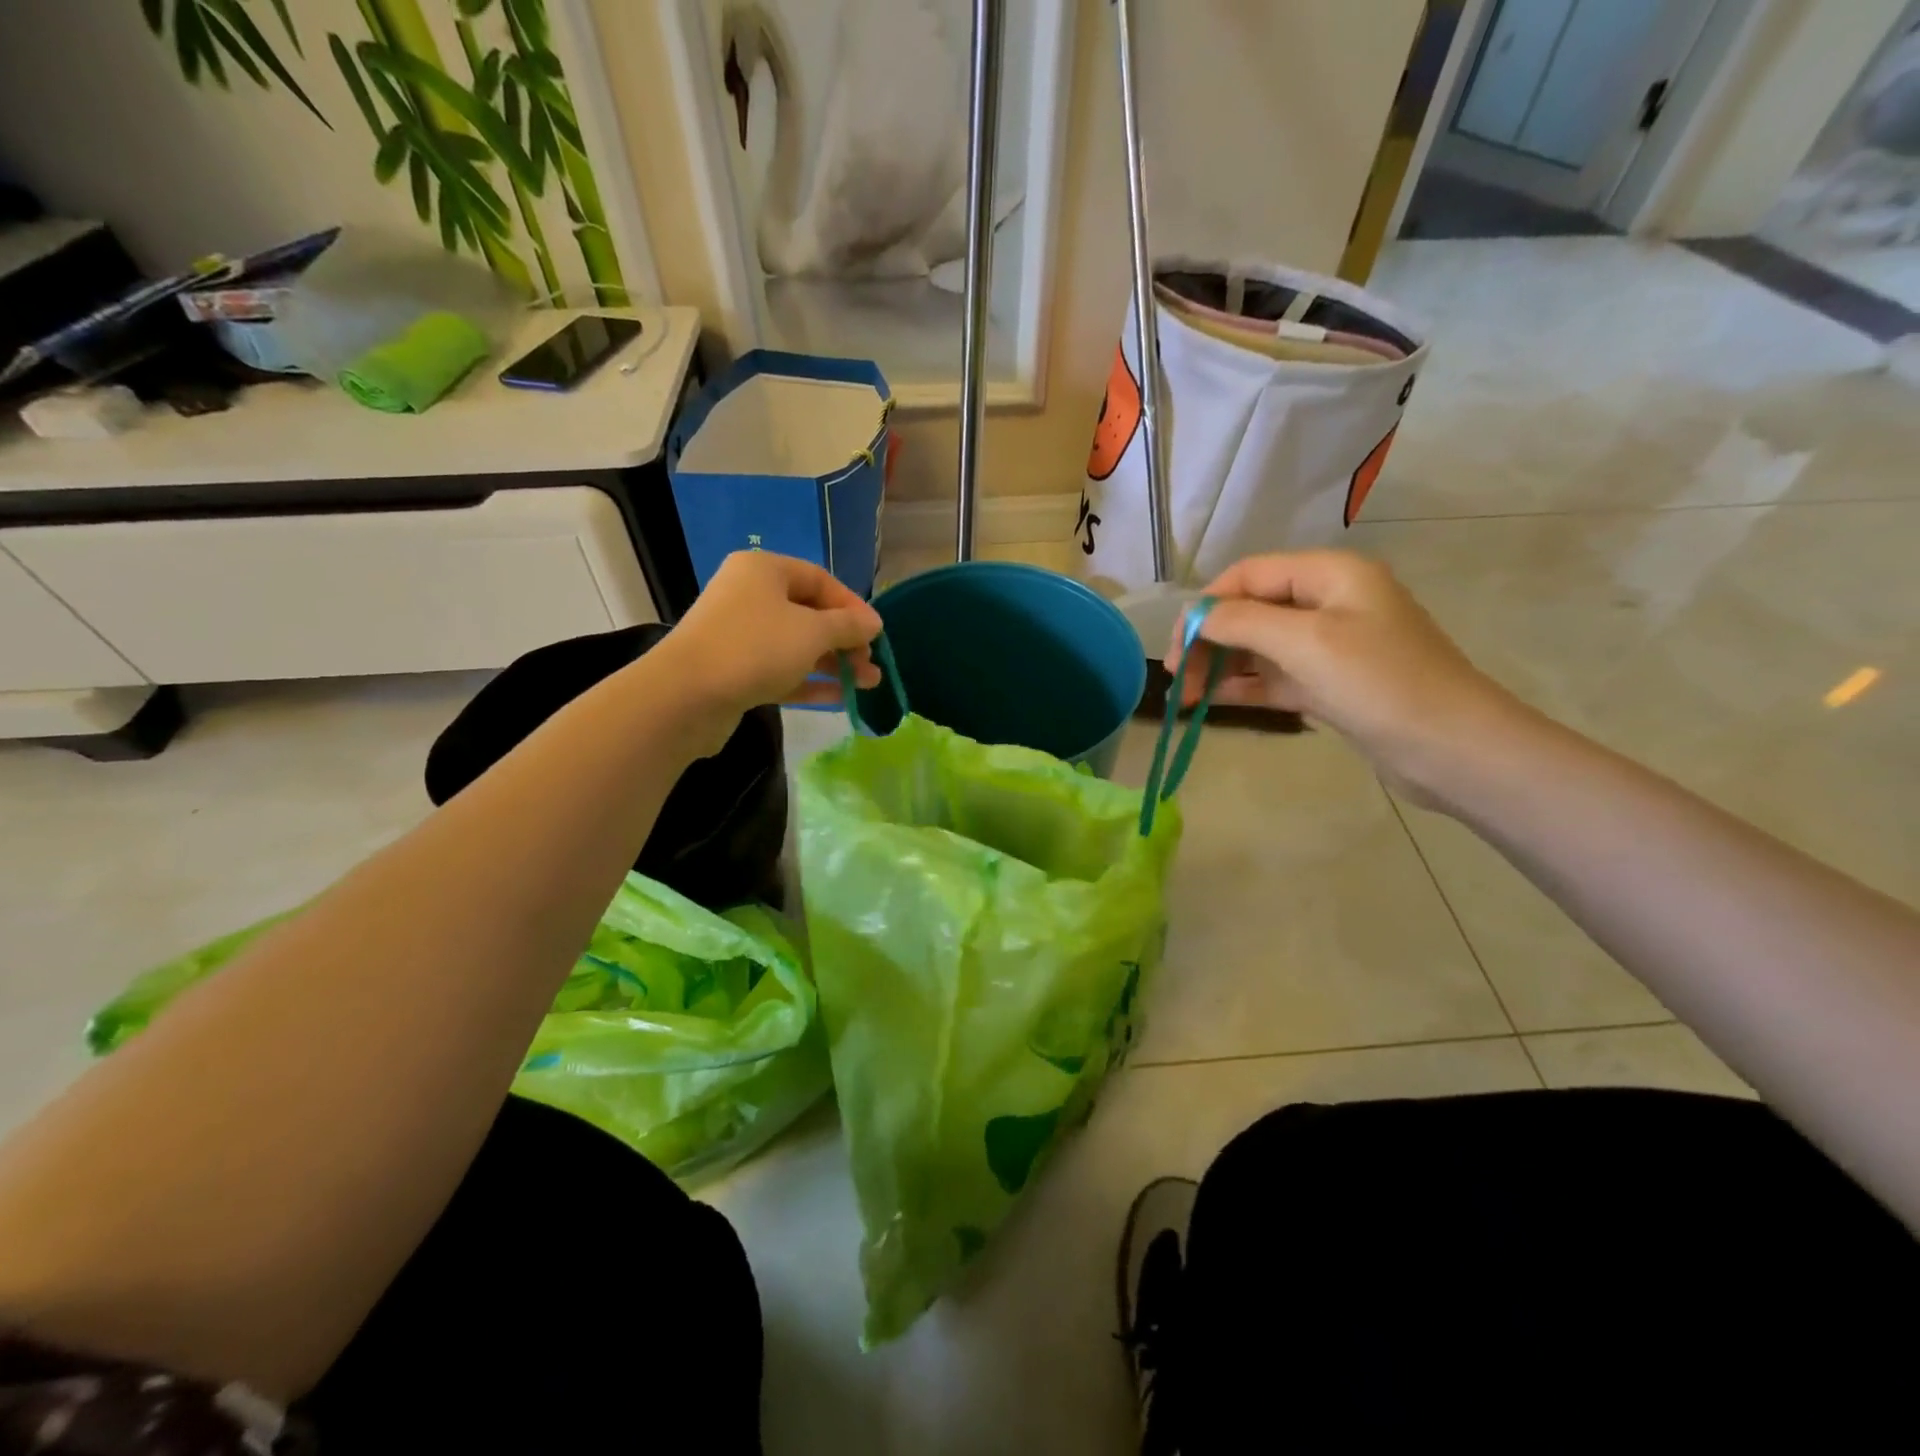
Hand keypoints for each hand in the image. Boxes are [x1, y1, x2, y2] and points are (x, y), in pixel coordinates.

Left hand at [650, 552, 882, 752]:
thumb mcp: (812, 632)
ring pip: (797, 646)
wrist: (687, 695)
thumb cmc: (755, 648)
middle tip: (871, 665)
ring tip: (867, 685)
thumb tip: (874, 622)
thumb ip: (848, 626)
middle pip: (809, 614)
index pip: (820, 580)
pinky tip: (841, 699)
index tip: (876, 634)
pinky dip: (810, 682)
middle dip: (845, 641)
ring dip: (833, 664)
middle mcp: (750, 596)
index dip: (852, 606)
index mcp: (764, 571)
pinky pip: (781, 670)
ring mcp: (740, 635)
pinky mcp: (735, 670)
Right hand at [1169, 551, 1525, 797]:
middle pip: (1250, 609)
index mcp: (1330, 574)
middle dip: (1209, 640)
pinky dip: (1243, 685)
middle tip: (1177, 677)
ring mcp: (1330, 645)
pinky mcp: (1330, 683)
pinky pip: (1274, 675)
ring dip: (1220, 666)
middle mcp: (1328, 601)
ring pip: (1258, 646)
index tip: (1177, 646)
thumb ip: (1243, 621)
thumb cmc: (1380, 683)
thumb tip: (1198, 617)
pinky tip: (1212, 701)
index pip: (1248, 574)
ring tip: (1187, 696)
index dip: (1206, 605)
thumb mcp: (1306, 642)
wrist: (1451, 749)